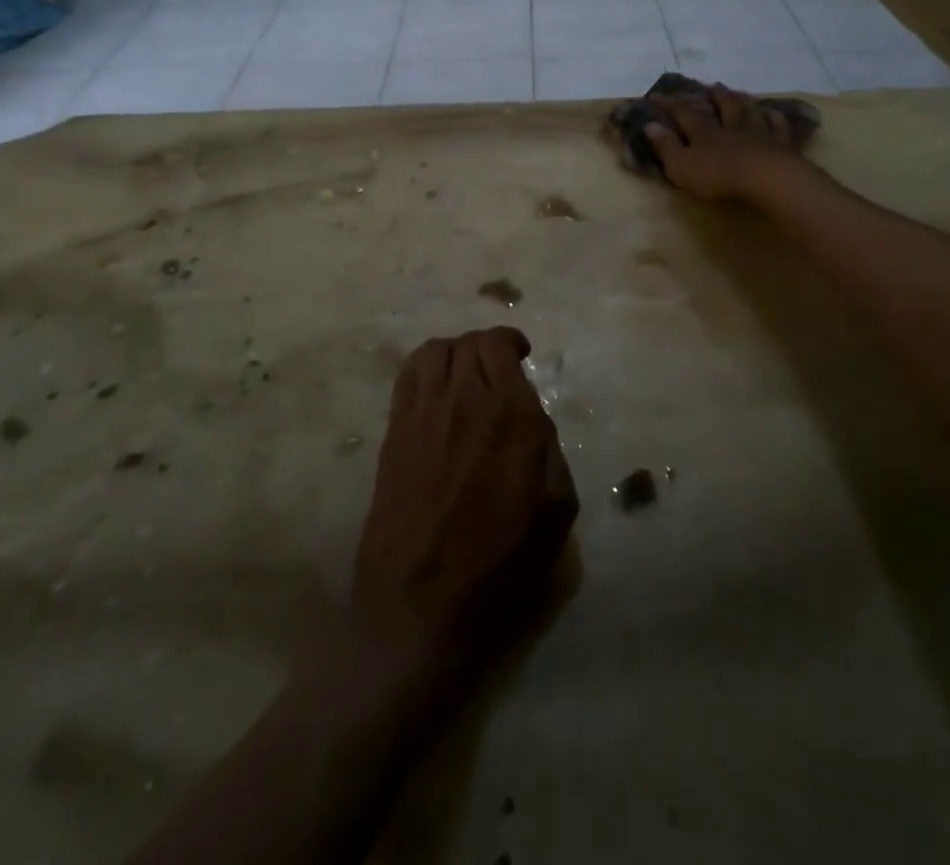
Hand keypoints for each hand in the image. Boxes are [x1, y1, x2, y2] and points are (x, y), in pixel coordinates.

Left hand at [351, 329, 577, 665]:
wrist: (419, 608)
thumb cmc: (500, 567)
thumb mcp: (556, 512)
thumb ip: (551, 450)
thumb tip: (532, 419)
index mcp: (512, 417)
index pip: (500, 346)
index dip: (511, 342)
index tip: (520, 356)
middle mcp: (465, 401)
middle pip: (469, 343)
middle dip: (487, 348)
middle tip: (497, 370)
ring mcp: (423, 414)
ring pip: (434, 351)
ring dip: (455, 353)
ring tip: (464, 375)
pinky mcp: (393, 433)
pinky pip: (407, 377)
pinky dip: (424, 368)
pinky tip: (434, 391)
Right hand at [643, 83, 811, 202]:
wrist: (766, 179)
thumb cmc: (718, 175)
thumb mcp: (681, 166)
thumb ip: (666, 146)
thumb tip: (650, 125)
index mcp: (704, 132)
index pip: (683, 112)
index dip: (669, 104)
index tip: (656, 95)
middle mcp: (731, 126)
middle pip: (723, 105)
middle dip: (714, 96)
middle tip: (710, 86)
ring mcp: (758, 133)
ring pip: (749, 111)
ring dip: (743, 101)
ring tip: (739, 94)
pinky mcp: (781, 145)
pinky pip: (778, 127)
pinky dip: (774, 119)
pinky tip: (773, 114)